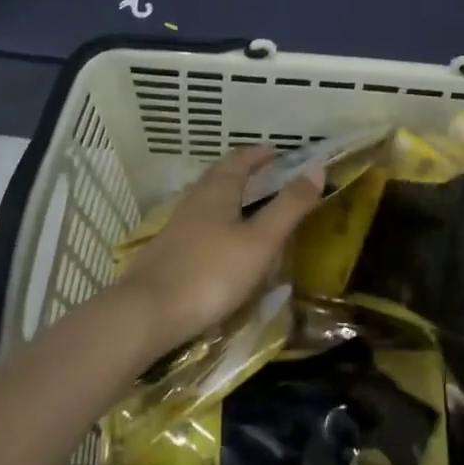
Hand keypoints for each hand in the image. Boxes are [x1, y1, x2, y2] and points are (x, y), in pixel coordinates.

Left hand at [115, 147, 323, 354]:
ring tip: (249, 205)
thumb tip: (316, 169)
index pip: (240, 160)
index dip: (259, 154)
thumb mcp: (260, 241)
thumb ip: (289, 207)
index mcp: (217, 191)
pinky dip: (217, 221)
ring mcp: (177, 227)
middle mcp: (194, 201)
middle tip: (267, 174)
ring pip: (207, 200)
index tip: (277, 152)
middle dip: (244, 171)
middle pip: (220, 176)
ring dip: (229, 196)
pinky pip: (199, 224)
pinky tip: (222, 242)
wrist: (147, 312)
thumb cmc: (211, 273)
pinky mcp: (168, 252)